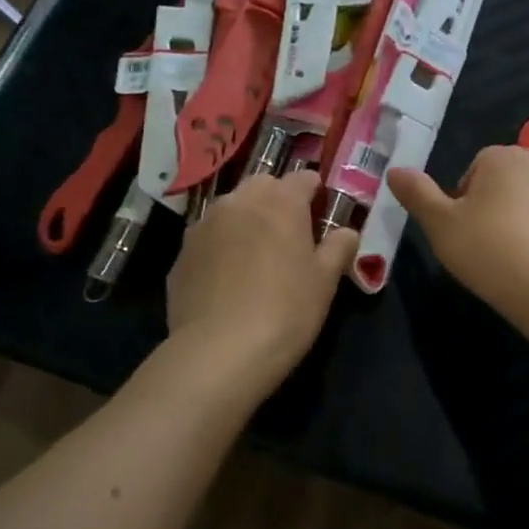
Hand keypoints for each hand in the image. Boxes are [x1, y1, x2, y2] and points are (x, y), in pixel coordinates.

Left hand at [165, 170, 359, 387]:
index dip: (316, 194)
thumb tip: (347, 231)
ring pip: (231, 209)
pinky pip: (208, 239)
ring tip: (256, 257)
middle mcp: (238, 202)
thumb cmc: (286, 310)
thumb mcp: (326, 281)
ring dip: (247, 221)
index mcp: (280, 202)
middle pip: (263, 186)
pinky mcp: (181, 254)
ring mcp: (203, 226)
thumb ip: (339, 247)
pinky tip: (228, 281)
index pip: (303, 178)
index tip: (322, 216)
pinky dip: (221, 248)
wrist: (219, 351)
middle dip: (278, 201)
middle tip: (290, 236)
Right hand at [387, 145, 528, 324]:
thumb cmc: (489, 251)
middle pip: (505, 182)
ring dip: (517, 222)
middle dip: (491, 207)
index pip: (475, 168)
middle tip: (479, 246)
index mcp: (506, 157)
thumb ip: (417, 194)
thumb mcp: (440, 225)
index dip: (461, 200)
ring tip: (506, 259)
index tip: (459, 231)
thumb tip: (395, 170)